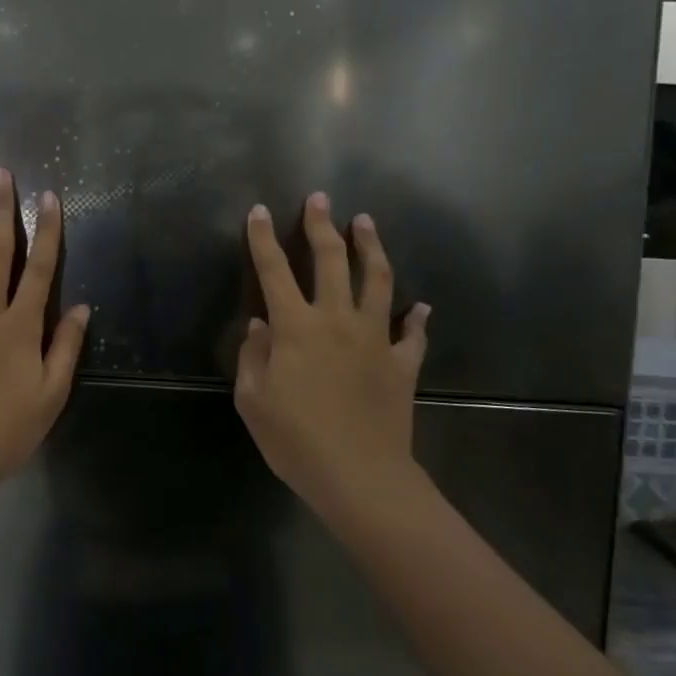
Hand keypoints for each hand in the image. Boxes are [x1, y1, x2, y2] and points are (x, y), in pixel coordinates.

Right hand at [235, 193, 428, 507]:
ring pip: (376, 281)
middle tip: (320, 198)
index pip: (274, 271)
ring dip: (370, 248)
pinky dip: (418, 319)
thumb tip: (259, 325)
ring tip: (365, 223)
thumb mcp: (253, 401)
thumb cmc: (296, 441)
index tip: (260, 211)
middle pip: (330, 261)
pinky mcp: (402, 364)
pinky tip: (422, 307)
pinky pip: (413, 334)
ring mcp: (375, 339)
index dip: (264, 239)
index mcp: (296, 328)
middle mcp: (337, 321)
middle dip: (322, 225)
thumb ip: (253, 356)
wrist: (361, 477)